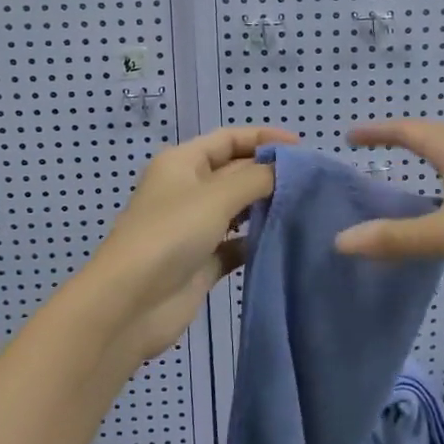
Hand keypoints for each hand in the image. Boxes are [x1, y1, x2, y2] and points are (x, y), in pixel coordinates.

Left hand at [75, 125, 297, 362]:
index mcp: (183, 162)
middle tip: (313, 182)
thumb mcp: (216, 196)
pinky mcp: (203, 262)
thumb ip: (257, 178)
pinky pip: (237, 244)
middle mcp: (188, 189)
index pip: (229, 139)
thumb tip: (287, 168)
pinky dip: (258, 241)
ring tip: (306, 208)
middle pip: (236, 172)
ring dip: (267, 207)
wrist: (129, 304)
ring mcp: (195, 227)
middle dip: (270, 173)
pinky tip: (286, 241)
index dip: (264, 138)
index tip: (303, 149)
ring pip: (238, 209)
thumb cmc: (170, 235)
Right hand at [334, 120, 443, 309]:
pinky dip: (442, 189)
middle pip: (434, 139)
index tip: (350, 135)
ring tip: (403, 175)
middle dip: (401, 139)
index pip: (412, 131)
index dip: (380, 131)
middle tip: (372, 148)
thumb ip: (396, 238)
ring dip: (425, 161)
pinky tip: (442, 214)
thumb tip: (341, 240)